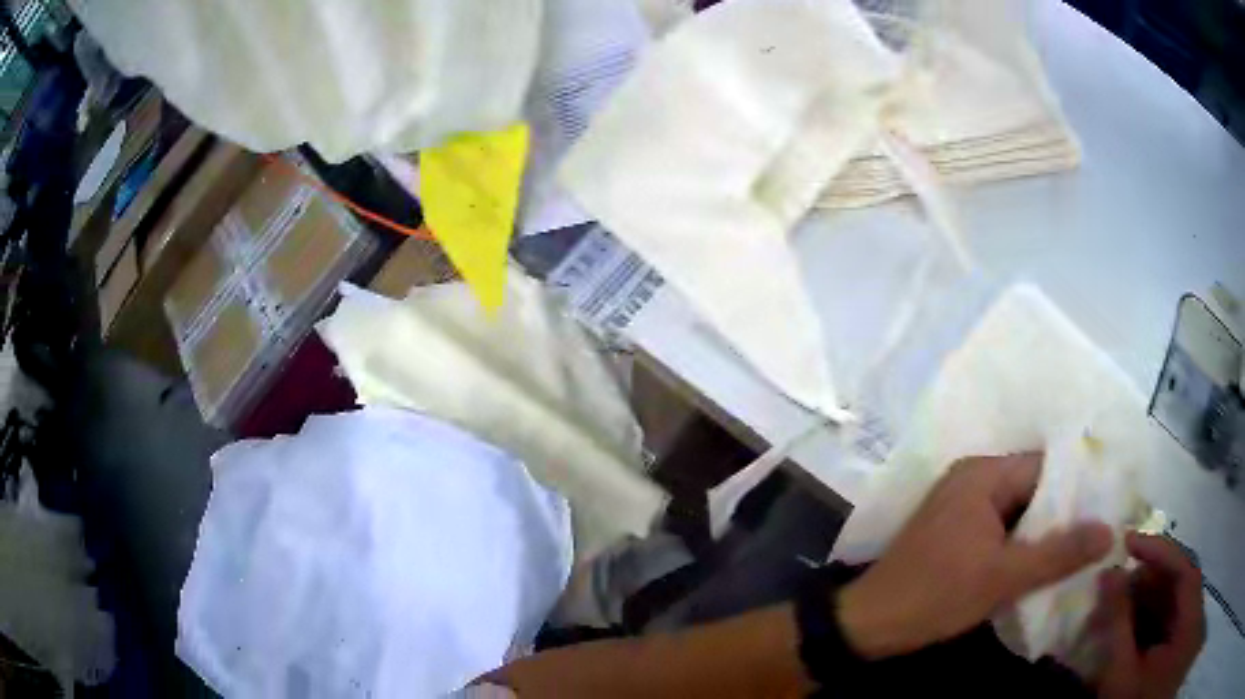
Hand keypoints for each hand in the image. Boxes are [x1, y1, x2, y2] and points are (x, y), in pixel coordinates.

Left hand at [838, 453, 1112, 658]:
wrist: (868, 624)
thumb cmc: (936, 595)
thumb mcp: (1004, 577)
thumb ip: (1059, 553)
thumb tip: (1109, 530)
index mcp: (983, 475)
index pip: (1045, 467)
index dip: (1077, 487)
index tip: (1106, 506)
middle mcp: (972, 479)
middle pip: (1032, 487)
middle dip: (1062, 512)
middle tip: (1098, 532)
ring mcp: (960, 506)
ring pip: (1016, 510)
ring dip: (1041, 530)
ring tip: (1079, 548)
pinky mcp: (953, 532)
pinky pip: (998, 527)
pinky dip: (1018, 542)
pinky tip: (1041, 562)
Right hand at [1092, 532, 1204, 698]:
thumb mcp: (1121, 674)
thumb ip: (1118, 624)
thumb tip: (1107, 573)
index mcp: (1190, 617)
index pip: (1183, 568)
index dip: (1159, 549)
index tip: (1127, 539)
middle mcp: (1194, 614)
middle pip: (1176, 584)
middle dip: (1144, 583)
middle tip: (1112, 585)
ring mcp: (1187, 628)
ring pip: (1170, 601)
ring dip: (1143, 602)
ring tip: (1114, 609)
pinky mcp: (1179, 640)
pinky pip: (1167, 618)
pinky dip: (1147, 619)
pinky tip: (1127, 628)